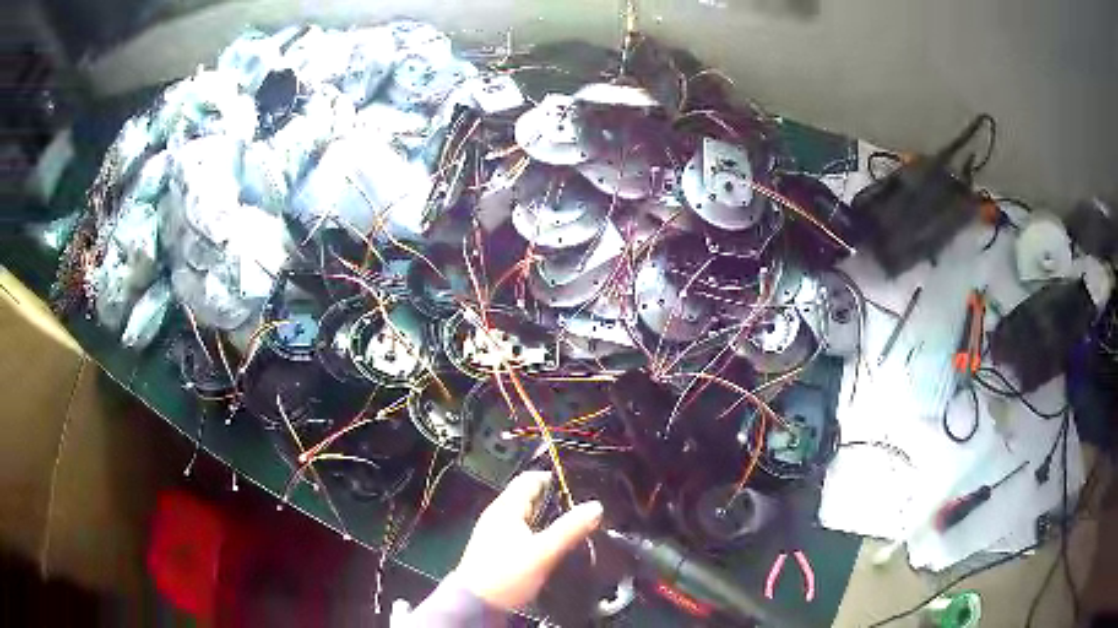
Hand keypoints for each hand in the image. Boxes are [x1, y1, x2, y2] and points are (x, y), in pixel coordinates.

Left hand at [453, 471, 603, 609]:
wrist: (477, 605)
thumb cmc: (507, 574)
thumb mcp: (543, 552)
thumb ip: (570, 528)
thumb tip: (596, 506)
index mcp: (505, 508)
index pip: (531, 479)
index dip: (555, 478)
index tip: (581, 488)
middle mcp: (498, 515)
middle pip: (531, 498)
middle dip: (557, 502)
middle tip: (584, 509)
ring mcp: (496, 533)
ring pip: (529, 517)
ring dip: (550, 520)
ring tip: (576, 527)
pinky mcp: (499, 550)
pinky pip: (525, 533)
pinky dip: (541, 534)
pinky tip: (556, 546)